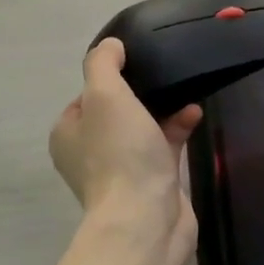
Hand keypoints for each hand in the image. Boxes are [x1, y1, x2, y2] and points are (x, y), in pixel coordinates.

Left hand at [48, 38, 201, 240]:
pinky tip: (195, 115)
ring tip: (186, 91)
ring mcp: (121, 171)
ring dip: (164, 110)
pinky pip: (163, 147)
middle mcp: (89, 153)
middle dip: (142, 94)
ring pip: (142, 129)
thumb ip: (103, 64)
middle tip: (164, 76)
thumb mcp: (104, 95)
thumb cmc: (120, 154)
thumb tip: (111, 45)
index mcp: (68, 133)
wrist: (146, 219)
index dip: (110, 78)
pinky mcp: (151, 184)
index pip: (86, 96)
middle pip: (117, 112)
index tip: (135, 66)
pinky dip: (177, 130)